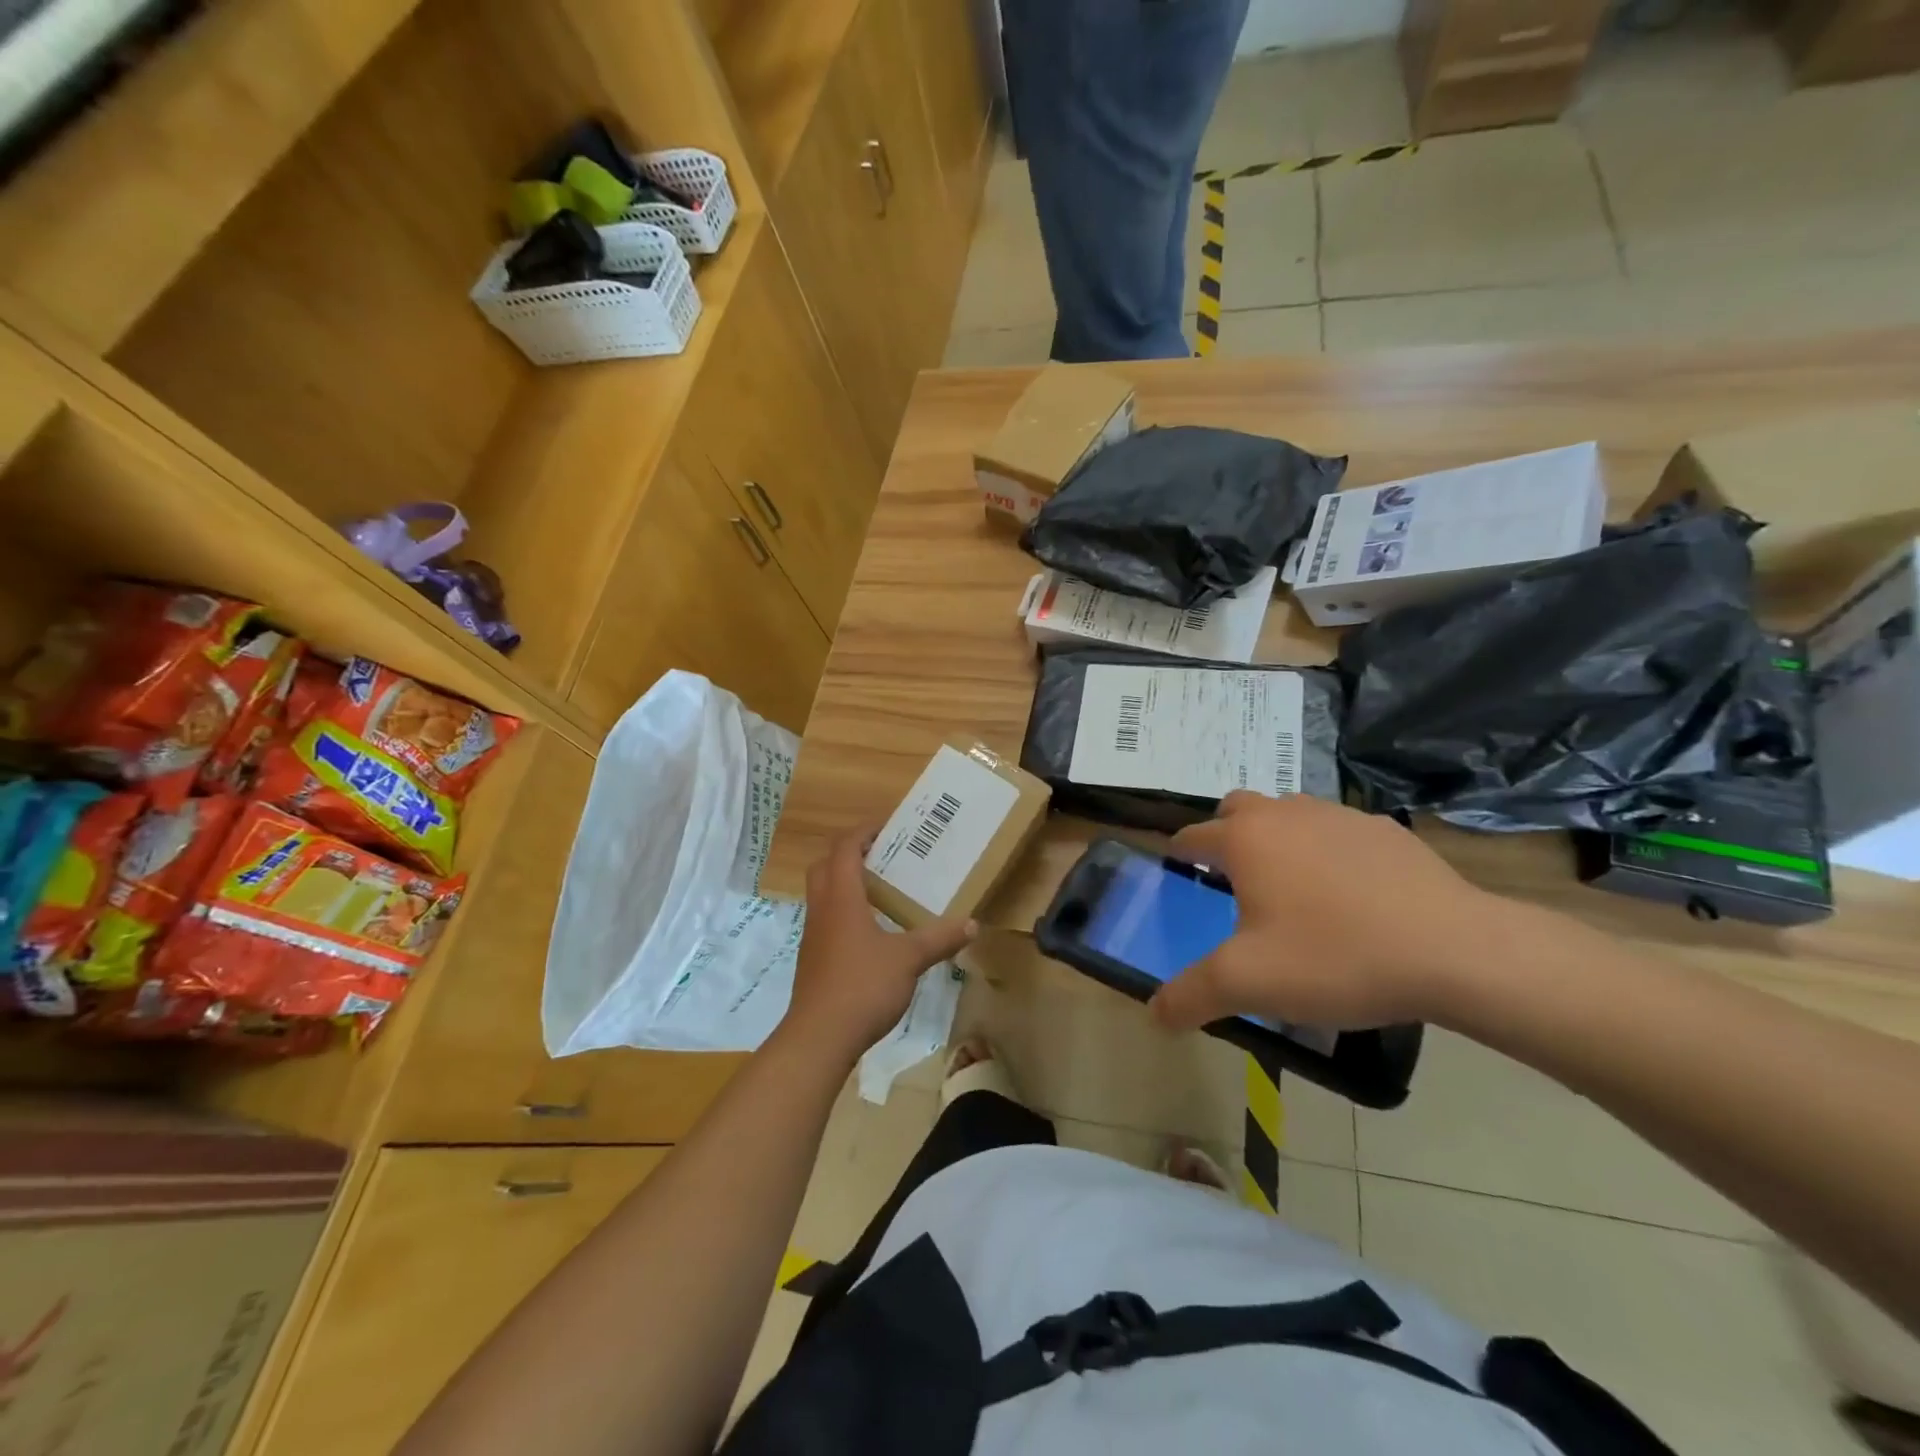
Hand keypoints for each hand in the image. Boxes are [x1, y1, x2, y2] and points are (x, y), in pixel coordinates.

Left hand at [780, 832, 975, 1060]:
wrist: (819, 1037)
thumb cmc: (863, 986)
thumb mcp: (909, 959)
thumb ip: (940, 939)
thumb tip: (973, 924)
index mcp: (842, 897)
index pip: (844, 848)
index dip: (863, 832)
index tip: (888, 827)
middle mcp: (822, 909)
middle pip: (826, 865)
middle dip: (851, 853)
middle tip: (883, 855)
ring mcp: (814, 935)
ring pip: (824, 894)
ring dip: (846, 883)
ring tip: (882, 890)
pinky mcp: (814, 959)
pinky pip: (827, 920)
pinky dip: (845, 912)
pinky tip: (872, 932)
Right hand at [1150, 792, 1504, 1033]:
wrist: (1455, 951)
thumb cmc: (1335, 957)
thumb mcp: (1249, 985)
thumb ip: (1192, 995)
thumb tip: (1154, 1014)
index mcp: (1244, 840)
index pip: (1191, 835)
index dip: (1178, 854)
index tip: (1178, 874)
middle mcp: (1284, 813)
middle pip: (1236, 808)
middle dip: (1225, 834)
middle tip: (1233, 879)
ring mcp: (1339, 815)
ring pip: (1289, 813)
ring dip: (1277, 837)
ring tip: (1292, 886)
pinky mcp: (1385, 830)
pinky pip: (1338, 830)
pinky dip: (1328, 850)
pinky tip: (1350, 894)